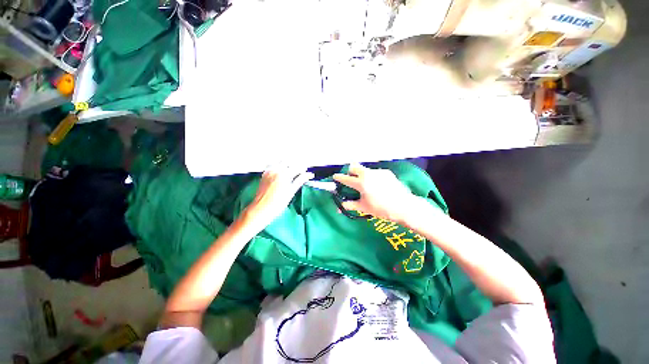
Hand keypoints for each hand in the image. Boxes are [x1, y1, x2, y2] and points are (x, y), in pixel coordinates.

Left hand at [244, 166, 313, 228]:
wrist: (260, 209)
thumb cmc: (277, 203)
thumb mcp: (291, 192)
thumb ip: (300, 180)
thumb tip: (310, 175)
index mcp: (284, 174)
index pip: (297, 167)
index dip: (304, 169)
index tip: (308, 174)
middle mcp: (276, 170)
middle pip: (288, 162)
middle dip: (296, 165)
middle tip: (300, 173)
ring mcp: (269, 171)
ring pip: (280, 162)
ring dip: (287, 165)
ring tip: (291, 173)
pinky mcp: (264, 174)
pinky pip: (273, 166)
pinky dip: (279, 167)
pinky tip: (282, 174)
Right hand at [333, 163, 416, 222]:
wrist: (404, 206)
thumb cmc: (381, 209)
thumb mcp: (364, 208)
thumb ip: (350, 205)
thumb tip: (338, 208)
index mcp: (361, 183)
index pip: (345, 178)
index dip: (338, 177)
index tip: (335, 177)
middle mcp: (368, 174)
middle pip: (354, 166)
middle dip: (350, 171)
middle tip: (351, 179)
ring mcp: (378, 172)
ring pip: (365, 169)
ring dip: (362, 175)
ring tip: (367, 185)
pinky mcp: (386, 172)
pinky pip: (375, 173)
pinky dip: (372, 177)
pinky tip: (378, 186)